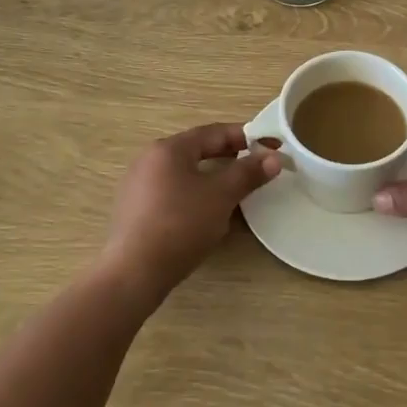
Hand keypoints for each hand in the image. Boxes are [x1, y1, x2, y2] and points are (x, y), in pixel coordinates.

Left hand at [103, 123, 280, 301]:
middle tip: (257, 165)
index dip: (247, 137)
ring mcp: (138, 185)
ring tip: (236, 188)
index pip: (214, 133)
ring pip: (185, 172)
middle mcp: (150, 159)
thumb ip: (247, 173)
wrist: (133, 273)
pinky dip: (195, 193)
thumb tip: (273, 158)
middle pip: (197, 150)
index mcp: (169, 148)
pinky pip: (172, 191)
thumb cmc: (180, 224)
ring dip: (213, 176)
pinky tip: (206, 212)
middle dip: (230, 156)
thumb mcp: (221, 196)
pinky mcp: (135, 210)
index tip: (272, 145)